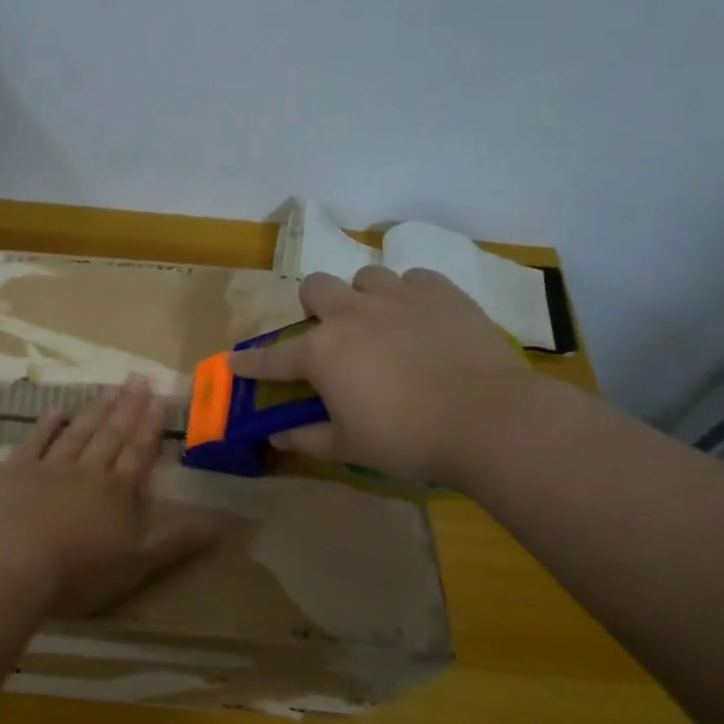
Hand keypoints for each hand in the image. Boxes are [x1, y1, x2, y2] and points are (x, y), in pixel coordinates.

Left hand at [0, 376, 218, 617]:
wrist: (15, 564)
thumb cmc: (81, 570)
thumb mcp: (140, 564)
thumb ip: (178, 541)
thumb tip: (221, 524)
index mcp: (118, 491)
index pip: (139, 452)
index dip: (150, 426)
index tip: (159, 398)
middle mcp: (88, 471)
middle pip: (112, 434)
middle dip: (128, 407)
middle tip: (138, 378)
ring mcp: (50, 468)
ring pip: (78, 432)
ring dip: (96, 410)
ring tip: (110, 388)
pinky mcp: (16, 473)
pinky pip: (35, 442)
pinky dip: (46, 425)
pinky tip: (54, 410)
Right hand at [230, 266, 535, 485]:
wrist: (489, 420)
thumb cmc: (407, 439)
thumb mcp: (349, 447)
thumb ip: (307, 437)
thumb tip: (277, 436)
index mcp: (322, 352)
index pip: (273, 358)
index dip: (250, 363)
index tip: (234, 362)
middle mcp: (352, 314)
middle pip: (317, 287)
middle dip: (314, 306)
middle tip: (331, 334)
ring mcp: (399, 298)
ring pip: (366, 277)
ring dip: (364, 297)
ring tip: (381, 323)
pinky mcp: (443, 293)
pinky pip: (416, 279)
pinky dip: (411, 295)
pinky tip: (421, 318)